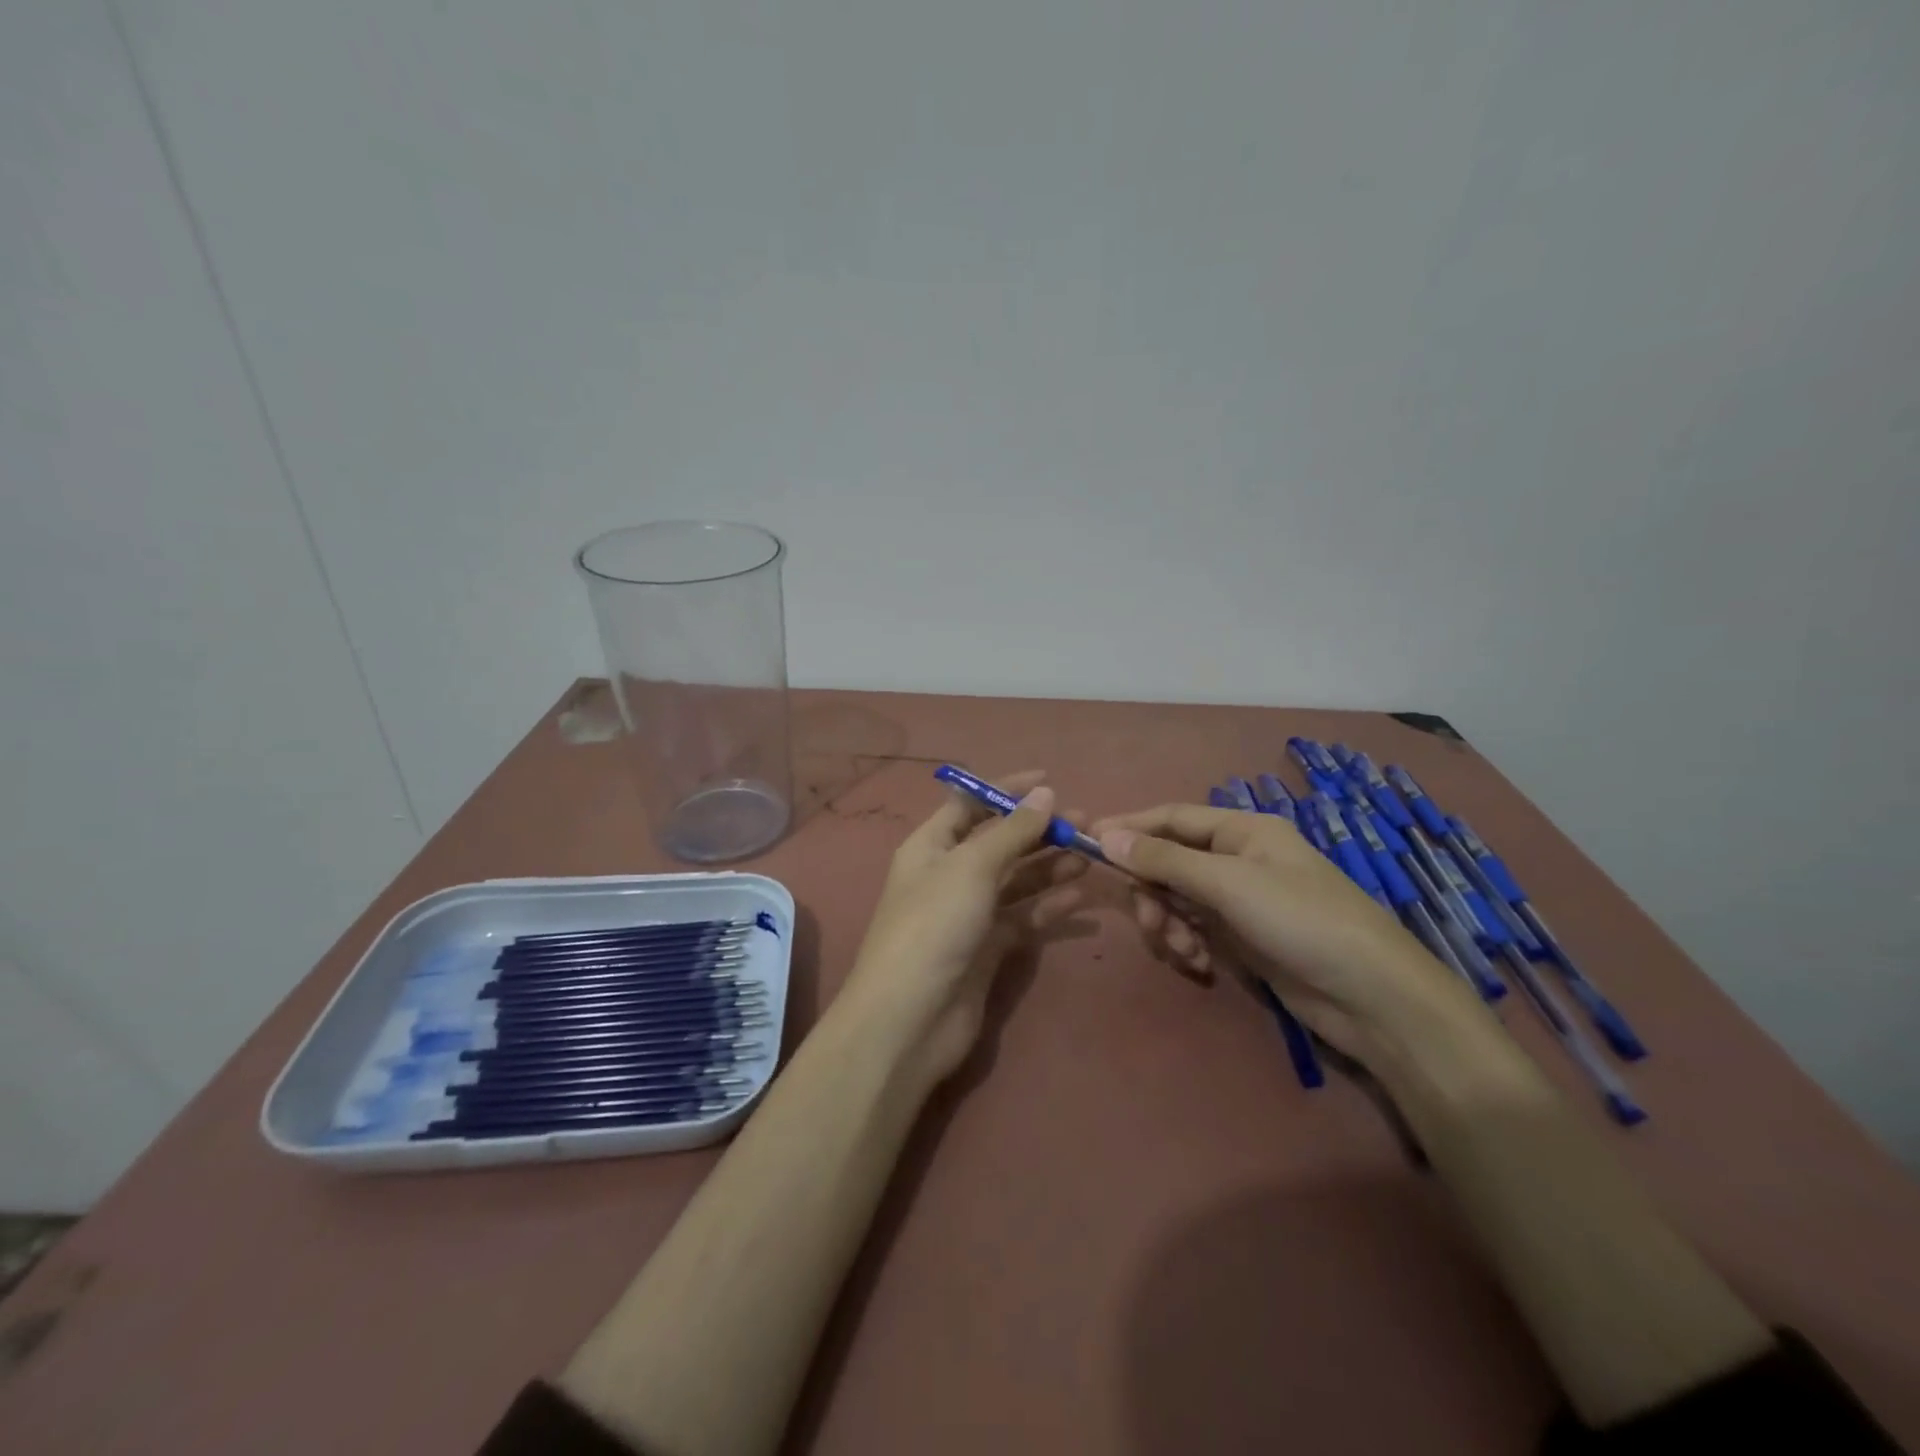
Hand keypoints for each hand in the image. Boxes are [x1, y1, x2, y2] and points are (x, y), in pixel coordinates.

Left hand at [839, 771, 1087, 1084]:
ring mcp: (968, 913)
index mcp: (931, 846)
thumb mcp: (971, 867)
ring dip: (1049, 864)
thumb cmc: (933, 925)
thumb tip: (1045, 793)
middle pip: (998, 842)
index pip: (970, 805)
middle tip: (1084, 822)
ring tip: (1090, 852)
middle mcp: (949, 874)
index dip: (1006, 790)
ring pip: (1015, 879)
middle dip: (1038, 830)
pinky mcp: (988, 948)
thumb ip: (1011, 831)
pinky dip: (1049, 904)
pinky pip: (1023, 916)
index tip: (1049, 780)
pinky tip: (1080, 893)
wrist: (910, 1018)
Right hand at [1092, 804, 1476, 1060]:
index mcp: (1242, 830)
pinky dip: (1187, 943)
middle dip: (1152, 890)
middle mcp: (1239, 858)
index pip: (1171, 817)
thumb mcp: (1228, 884)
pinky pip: (1196, 928)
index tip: (1086, 844)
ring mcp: (1242, 900)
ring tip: (1181, 951)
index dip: (1129, 828)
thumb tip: (1105, 836)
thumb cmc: (1301, 921)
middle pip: (1170, 861)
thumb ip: (1164, 860)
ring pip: (1179, 898)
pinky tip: (1197, 965)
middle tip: (1147, 920)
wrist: (1373, 998)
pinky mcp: (1244, 937)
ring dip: (1168, 922)